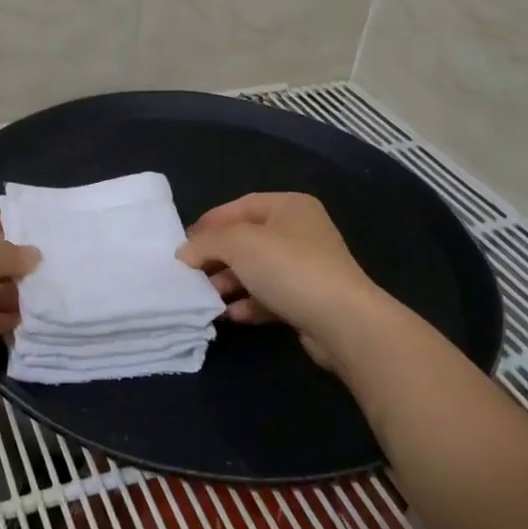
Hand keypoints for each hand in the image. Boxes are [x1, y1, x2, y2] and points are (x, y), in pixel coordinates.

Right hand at [176, 192, 390, 374]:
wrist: (343, 322)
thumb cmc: (289, 267)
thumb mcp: (238, 244)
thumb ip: (206, 243)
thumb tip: (184, 253)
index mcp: (290, 206)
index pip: (240, 206)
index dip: (210, 222)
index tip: (184, 243)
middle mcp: (301, 232)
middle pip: (247, 240)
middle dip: (217, 257)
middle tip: (190, 274)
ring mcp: (307, 268)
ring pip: (257, 271)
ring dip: (229, 283)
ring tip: (206, 298)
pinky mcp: (308, 300)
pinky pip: (270, 296)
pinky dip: (248, 304)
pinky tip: (231, 315)